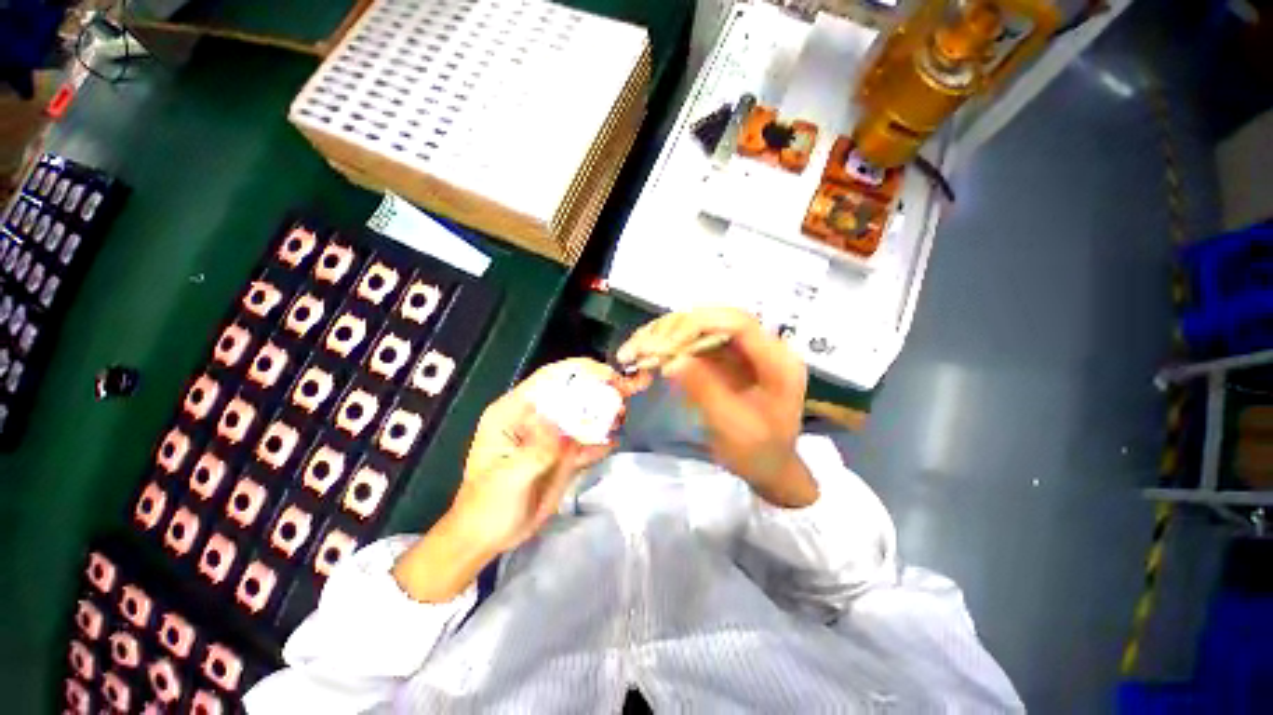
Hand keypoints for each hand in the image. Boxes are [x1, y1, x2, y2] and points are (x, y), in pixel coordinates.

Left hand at [393, 359, 614, 601]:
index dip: (578, 370)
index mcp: (514, 411)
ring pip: (581, 415)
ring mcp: (550, 435)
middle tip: (624, 394)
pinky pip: (584, 441)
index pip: (548, 379)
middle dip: (597, 389)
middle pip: (570, 393)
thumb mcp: (510, 476)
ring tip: (622, 417)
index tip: (607, 374)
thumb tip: (564, 428)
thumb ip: (538, 449)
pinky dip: (600, 440)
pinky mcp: (561, 453)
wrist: (488, 537)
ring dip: (603, 413)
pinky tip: (613, 443)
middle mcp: (535, 417)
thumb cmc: (488, 504)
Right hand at [618, 307, 815, 506]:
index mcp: (777, 361)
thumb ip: (705, 389)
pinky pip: (696, 343)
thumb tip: (672, 360)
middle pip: (715, 319)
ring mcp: (742, 351)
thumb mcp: (732, 425)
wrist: (769, 467)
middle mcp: (761, 347)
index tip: (665, 343)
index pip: (738, 323)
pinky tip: (649, 355)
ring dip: (667, 335)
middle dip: (675, 329)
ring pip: (701, 328)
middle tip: (642, 346)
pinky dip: (670, 347)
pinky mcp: (726, 359)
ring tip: (637, 349)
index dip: (699, 324)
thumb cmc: (758, 452)